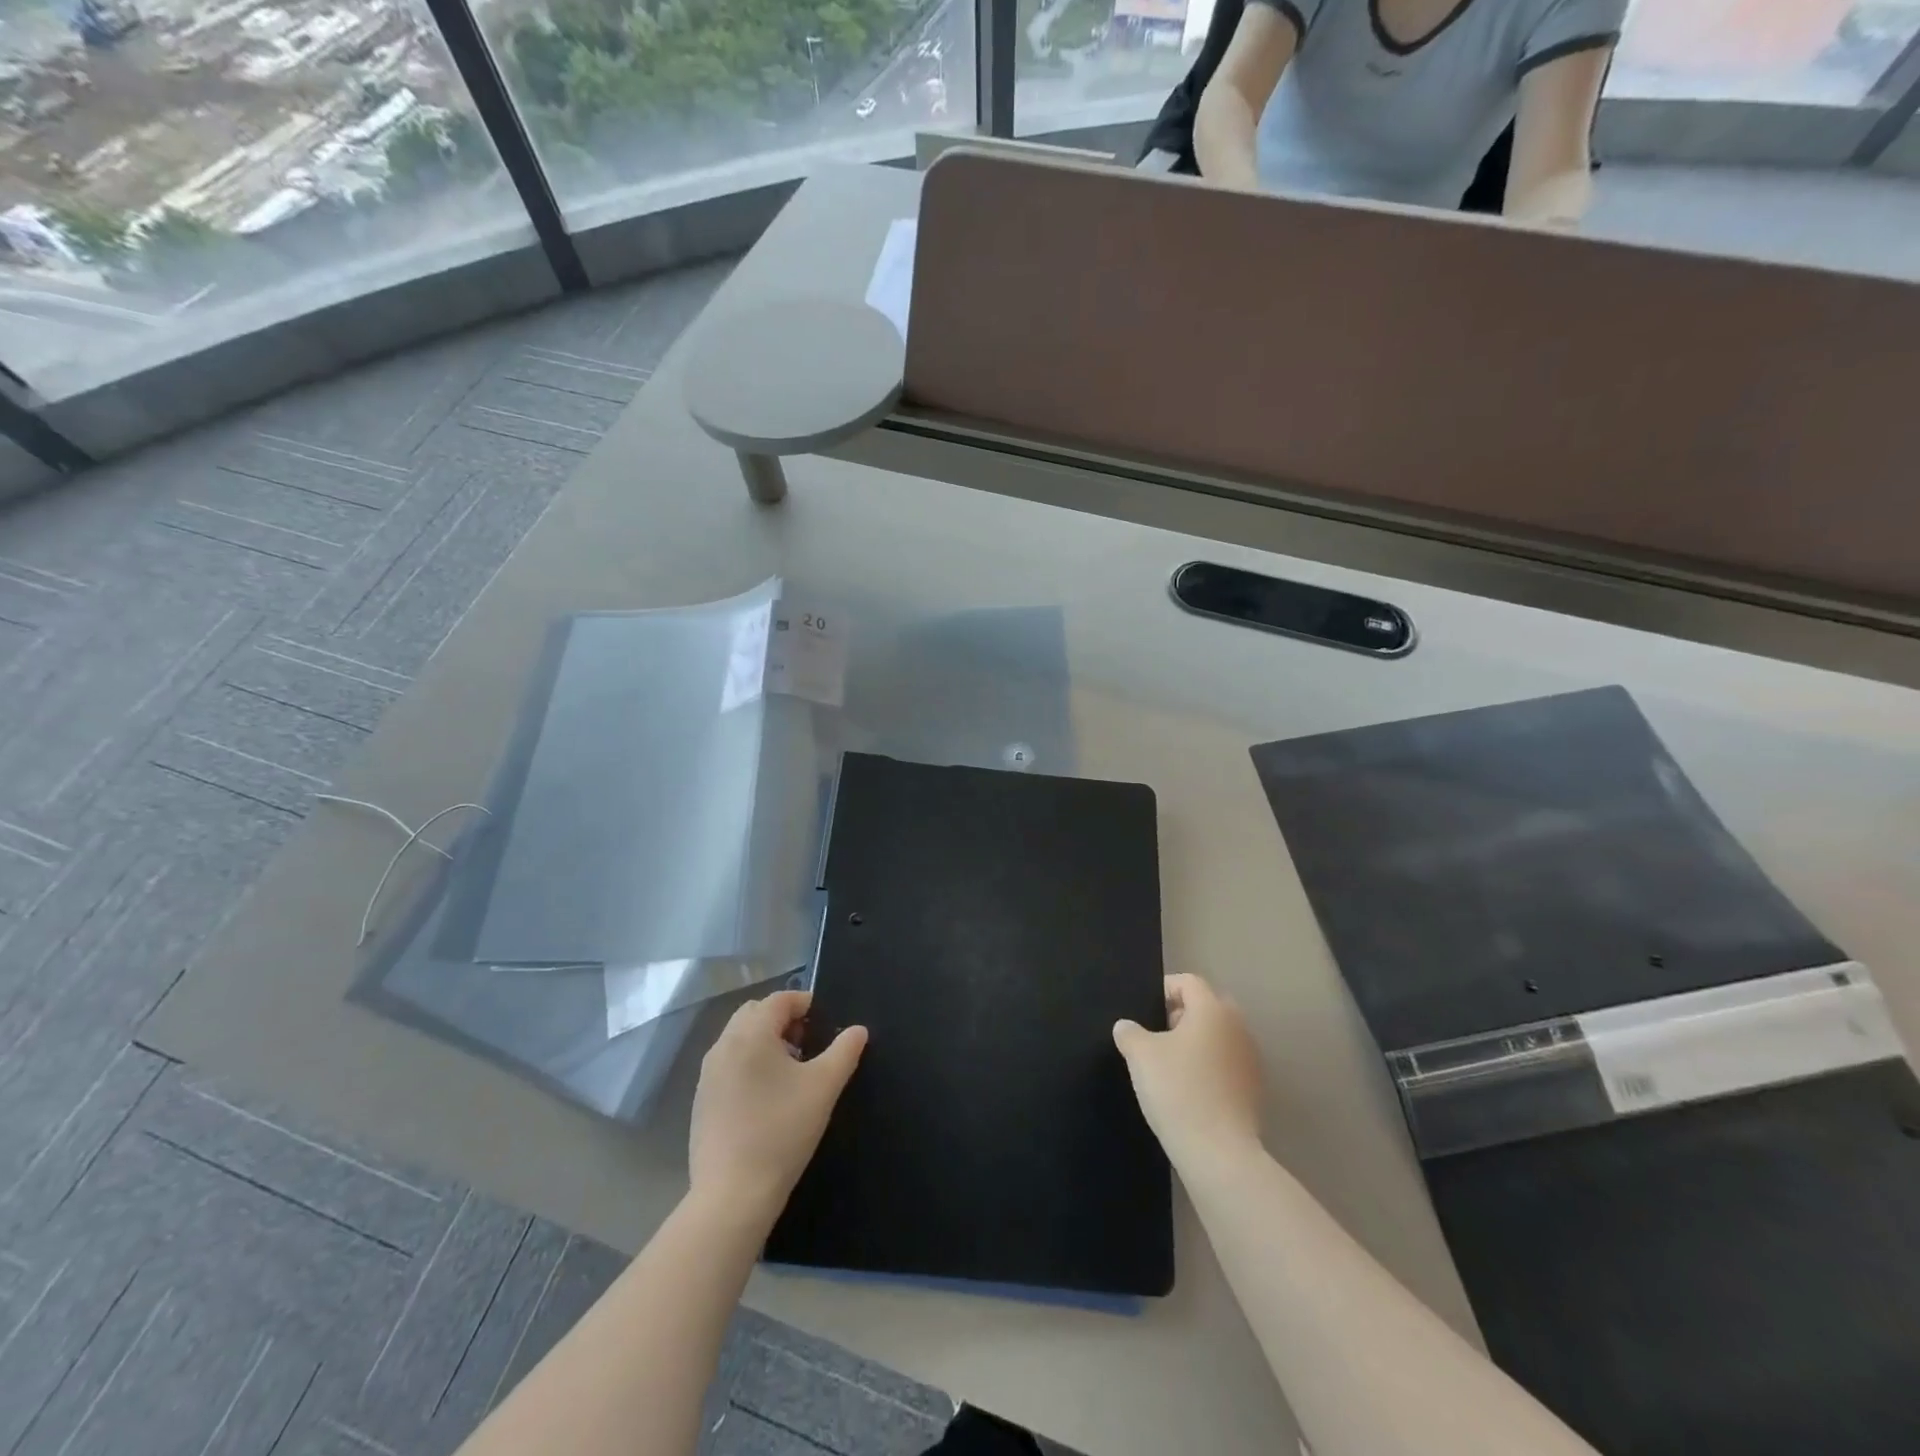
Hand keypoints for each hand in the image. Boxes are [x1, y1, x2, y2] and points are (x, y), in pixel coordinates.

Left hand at [689, 990, 866, 1223]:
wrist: (732, 1195)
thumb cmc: (782, 1131)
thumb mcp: (824, 1087)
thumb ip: (844, 1051)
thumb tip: (858, 1030)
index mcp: (751, 1034)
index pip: (778, 1000)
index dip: (804, 1002)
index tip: (825, 1020)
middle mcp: (723, 1046)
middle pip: (754, 1013)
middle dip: (782, 1019)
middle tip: (808, 1042)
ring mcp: (707, 1075)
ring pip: (738, 1039)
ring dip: (765, 1041)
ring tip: (791, 1069)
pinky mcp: (701, 1101)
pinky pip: (728, 1064)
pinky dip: (748, 1063)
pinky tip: (767, 1096)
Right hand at [1113, 974, 1263, 1169]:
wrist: (1218, 1152)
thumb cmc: (1178, 1090)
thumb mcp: (1140, 1055)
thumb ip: (1130, 1032)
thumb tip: (1126, 1027)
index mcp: (1212, 1010)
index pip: (1189, 982)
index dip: (1164, 989)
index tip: (1145, 1010)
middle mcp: (1238, 1027)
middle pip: (1208, 1007)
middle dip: (1182, 1014)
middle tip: (1157, 1034)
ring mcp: (1251, 1059)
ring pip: (1219, 1036)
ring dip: (1197, 1041)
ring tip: (1171, 1064)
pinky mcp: (1254, 1089)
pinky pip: (1227, 1063)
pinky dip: (1209, 1066)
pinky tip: (1190, 1089)